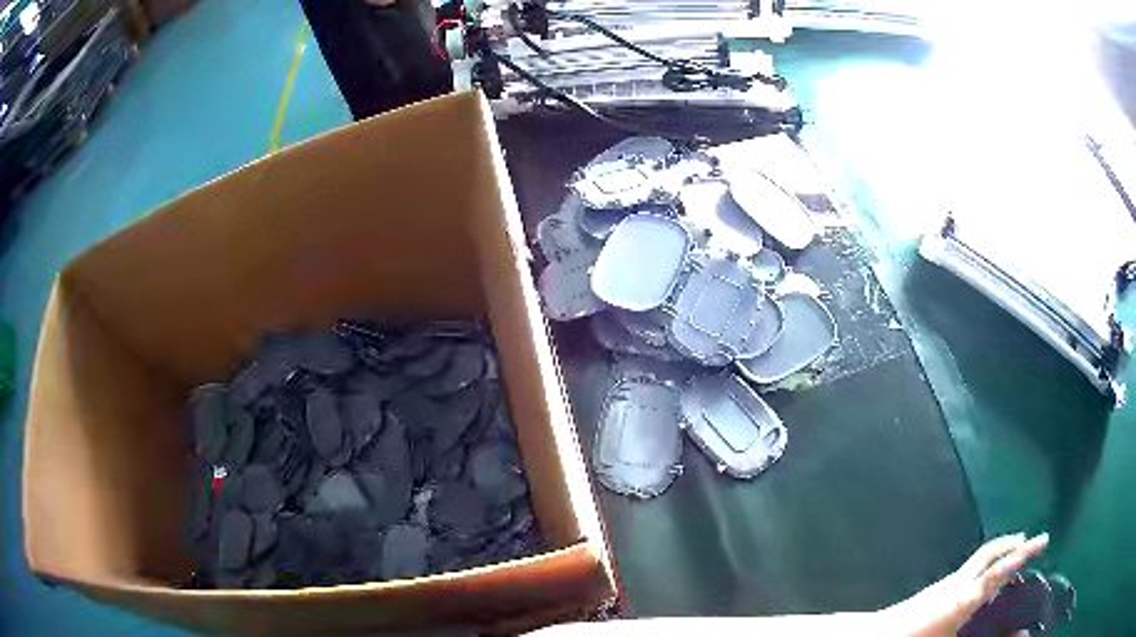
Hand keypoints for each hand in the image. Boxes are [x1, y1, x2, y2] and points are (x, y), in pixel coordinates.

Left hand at [882, 532, 1049, 636]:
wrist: (874, 636)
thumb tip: (1020, 635)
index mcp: (964, 598)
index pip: (999, 569)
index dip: (1022, 554)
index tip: (1042, 540)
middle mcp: (956, 583)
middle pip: (989, 553)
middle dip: (1012, 544)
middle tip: (1031, 542)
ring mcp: (944, 585)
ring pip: (978, 561)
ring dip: (999, 555)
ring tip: (1013, 561)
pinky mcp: (935, 591)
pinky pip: (967, 573)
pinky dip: (983, 569)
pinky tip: (984, 587)